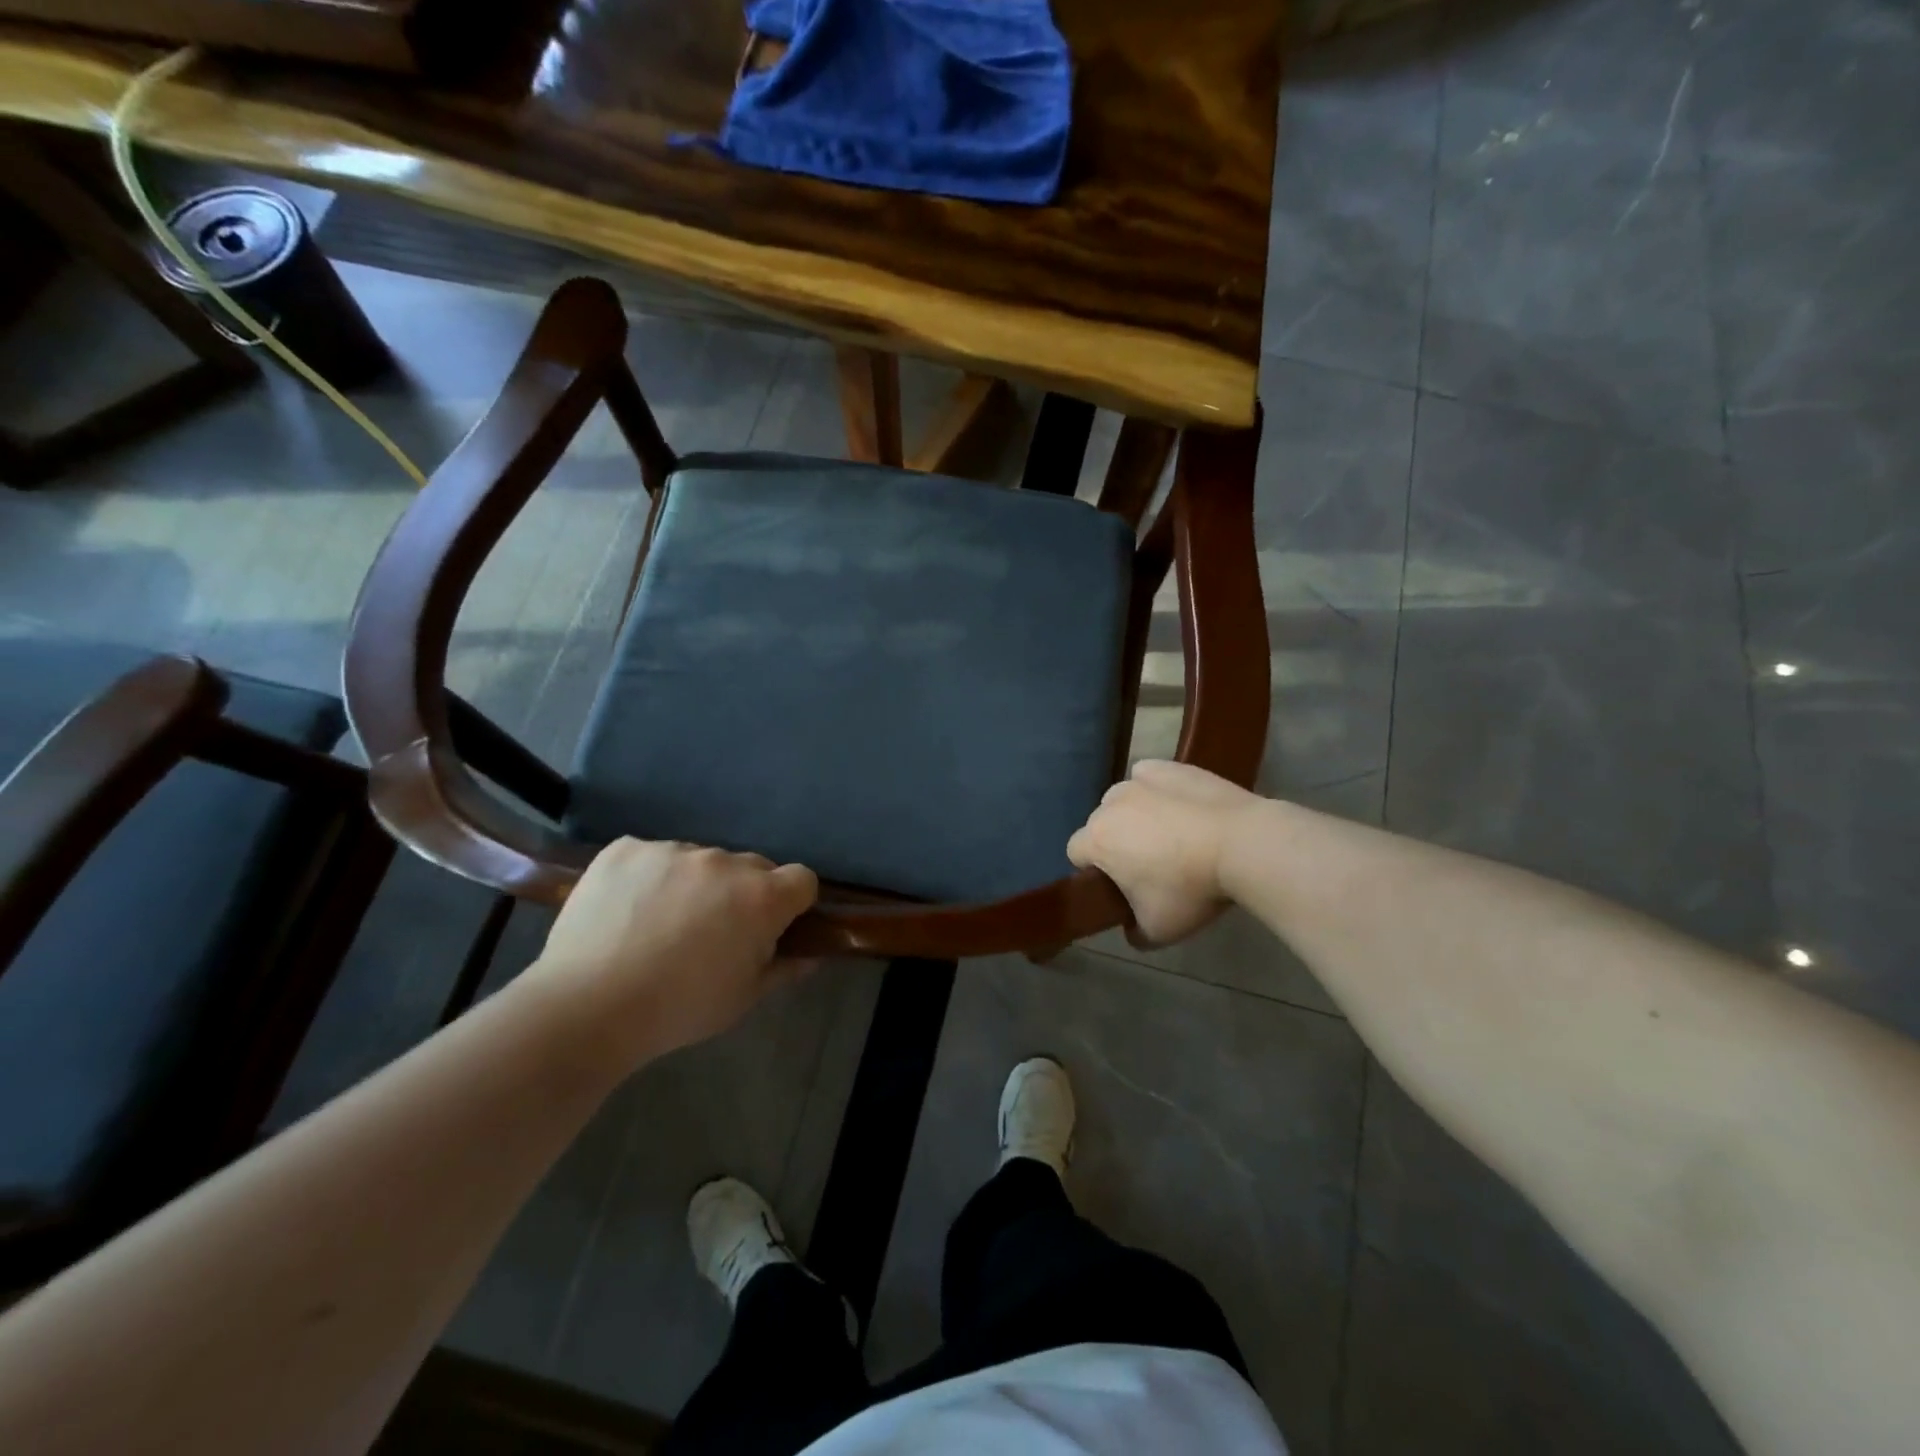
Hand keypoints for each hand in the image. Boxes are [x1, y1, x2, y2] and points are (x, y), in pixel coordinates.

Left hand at [530, 839, 818, 1069]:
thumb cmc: (679, 1009)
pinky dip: (648, 877)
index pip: (801, 879)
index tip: (773, 926)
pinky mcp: (626, 848)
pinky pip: (652, 856)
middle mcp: (723, 862)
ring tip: (660, 924)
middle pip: (751, 866)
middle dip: (743, 893)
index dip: (793, 903)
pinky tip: (627, 911)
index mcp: (761, 897)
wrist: (587, 1008)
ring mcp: (672, 849)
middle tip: (714, 931)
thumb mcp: (742, 999)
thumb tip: (809, 956)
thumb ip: (782, 969)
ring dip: (694, 884)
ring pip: (699, 860)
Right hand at [1067, 760, 1259, 946]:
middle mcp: (1110, 803)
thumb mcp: (1158, 930)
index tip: (1121, 885)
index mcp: (1097, 839)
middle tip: (1151, 865)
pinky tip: (1180, 806)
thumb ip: (1134, 932)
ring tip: (1172, 834)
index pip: (1076, 853)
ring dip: (1136, 815)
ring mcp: (1140, 780)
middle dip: (1117, 841)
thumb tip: (1131, 928)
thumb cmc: (1191, 888)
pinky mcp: (1169, 767)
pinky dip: (1157, 791)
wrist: (1243, 843)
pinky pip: (1150, 778)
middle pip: (1101, 824)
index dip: (1094, 870)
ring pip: (1125, 800)